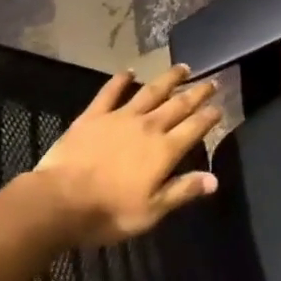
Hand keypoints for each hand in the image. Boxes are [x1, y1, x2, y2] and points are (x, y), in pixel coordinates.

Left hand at [32, 64, 223, 245]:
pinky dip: (120, 80)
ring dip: (169, 79)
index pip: (194, 128)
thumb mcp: (151, 211)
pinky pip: (110, 92)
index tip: (220, 107)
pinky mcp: (94, 115)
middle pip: (178, 104)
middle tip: (212, 81)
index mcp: (164, 150)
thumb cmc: (109, 212)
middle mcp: (148, 126)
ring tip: (183, 68)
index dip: (209, 117)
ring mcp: (120, 116)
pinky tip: (128, 71)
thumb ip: (182, 191)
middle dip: (197, 92)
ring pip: (151, 91)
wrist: (60, 200)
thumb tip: (214, 179)